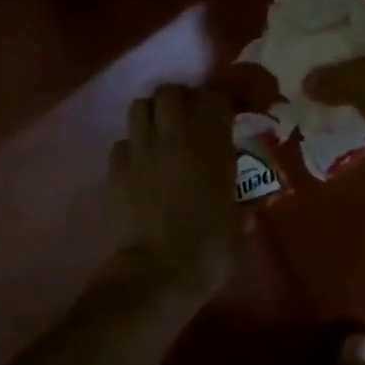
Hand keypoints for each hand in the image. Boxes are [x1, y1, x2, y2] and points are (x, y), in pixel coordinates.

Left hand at [110, 84, 244, 300]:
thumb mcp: (239, 228)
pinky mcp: (116, 170)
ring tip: (159, 133)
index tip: (226, 114)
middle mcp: (175, 138)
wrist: (159, 272)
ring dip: (151, 115)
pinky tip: (138, 165)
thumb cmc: (209, 250)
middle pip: (170, 92)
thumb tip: (248, 209)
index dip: (221, 102)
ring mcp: (141, 151)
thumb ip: (243, 210)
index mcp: (212, 146)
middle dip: (179, 99)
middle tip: (187, 118)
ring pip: (139, 107)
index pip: (215, 98)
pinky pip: (120, 143)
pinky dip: (130, 148)